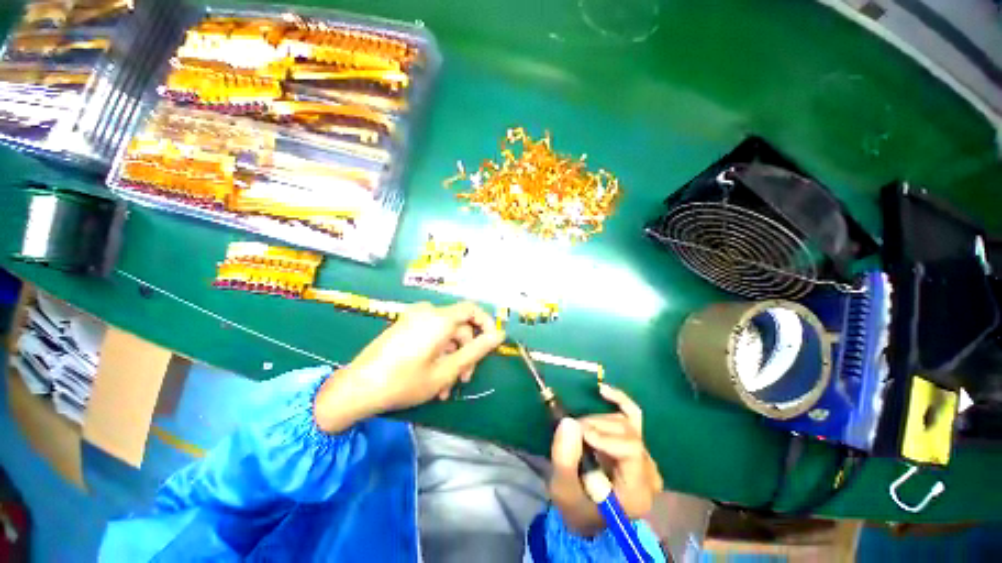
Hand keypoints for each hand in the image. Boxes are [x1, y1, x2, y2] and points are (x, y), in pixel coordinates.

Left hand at [315, 302, 505, 432]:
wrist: (356, 388)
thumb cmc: (405, 381)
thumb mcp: (447, 370)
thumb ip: (476, 351)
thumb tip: (499, 336)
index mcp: (439, 318)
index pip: (472, 309)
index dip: (486, 324)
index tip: (490, 345)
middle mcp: (427, 312)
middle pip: (459, 326)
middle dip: (465, 352)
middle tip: (464, 378)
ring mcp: (413, 318)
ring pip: (445, 334)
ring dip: (450, 358)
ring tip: (445, 387)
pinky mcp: (404, 327)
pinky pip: (430, 335)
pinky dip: (437, 353)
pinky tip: (432, 379)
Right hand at [549, 384, 663, 536]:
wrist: (587, 512)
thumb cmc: (576, 506)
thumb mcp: (563, 490)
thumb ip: (565, 459)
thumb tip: (568, 421)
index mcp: (637, 491)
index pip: (631, 450)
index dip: (604, 436)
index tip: (579, 434)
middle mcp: (648, 472)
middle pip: (626, 432)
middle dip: (594, 427)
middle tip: (572, 432)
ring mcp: (645, 455)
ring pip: (624, 421)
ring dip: (597, 420)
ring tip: (578, 431)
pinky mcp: (637, 443)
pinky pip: (632, 414)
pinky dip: (618, 399)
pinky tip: (603, 391)